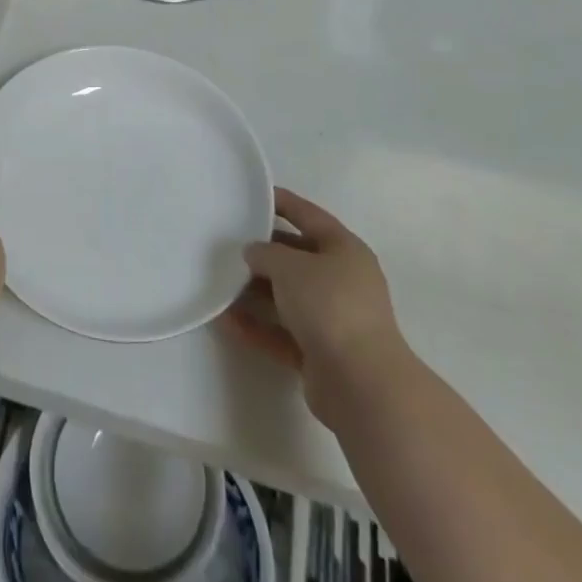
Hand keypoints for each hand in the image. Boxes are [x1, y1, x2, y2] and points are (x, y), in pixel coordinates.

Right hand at [222, 188, 408, 428]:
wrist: (362, 385)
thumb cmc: (330, 306)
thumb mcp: (290, 265)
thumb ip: (265, 253)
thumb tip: (253, 253)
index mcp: (345, 250)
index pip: (309, 216)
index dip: (282, 202)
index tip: (252, 195)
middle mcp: (342, 281)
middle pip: (296, 258)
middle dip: (263, 253)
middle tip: (226, 243)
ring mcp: (333, 320)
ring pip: (287, 297)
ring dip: (254, 292)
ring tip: (218, 282)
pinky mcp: (320, 354)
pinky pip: (282, 332)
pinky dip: (257, 326)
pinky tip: (226, 321)